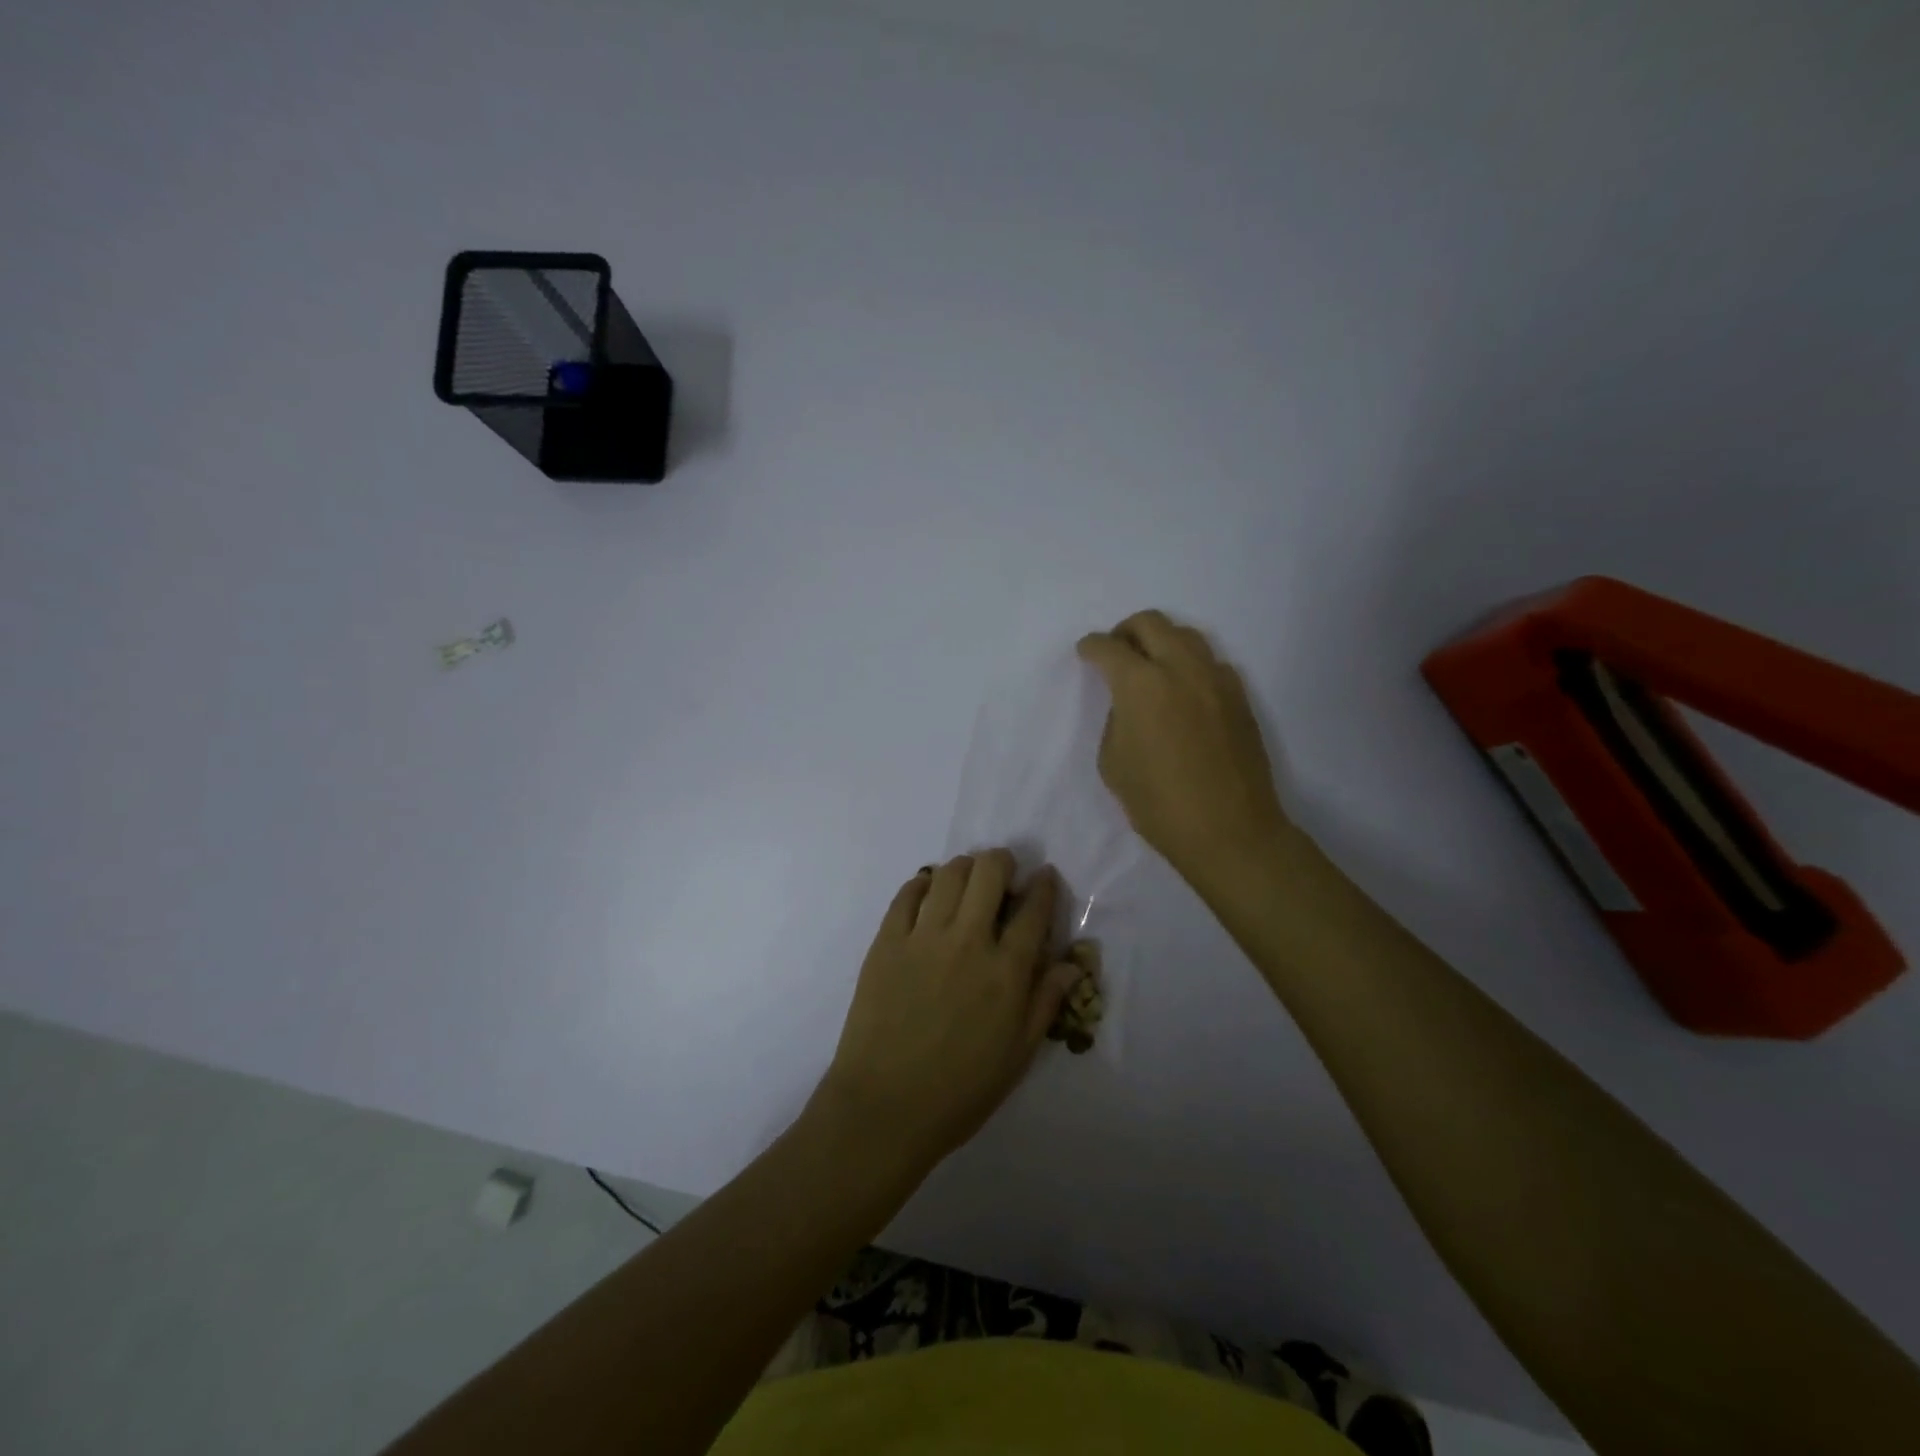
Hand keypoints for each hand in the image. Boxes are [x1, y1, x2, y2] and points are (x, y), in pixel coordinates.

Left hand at [815, 851, 1084, 1172]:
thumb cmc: (960, 1090)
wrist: (884, 1107)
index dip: (1044, 885)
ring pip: (949, 873)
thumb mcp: (1018, 1055)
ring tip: (968, 881)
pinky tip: (928, 892)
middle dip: (1003, 862)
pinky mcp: (887, 941)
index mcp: (1006, 971)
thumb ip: (1045, 1002)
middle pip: (990, 872)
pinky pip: (907, 893)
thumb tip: (1071, 964)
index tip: (1044, 876)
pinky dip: (923, 883)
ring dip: (965, 868)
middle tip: (1004, 874)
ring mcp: (923, 936)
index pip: (1034, 909)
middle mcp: (968, 941)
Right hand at [1077, 610, 1293, 886]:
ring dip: (1161, 641)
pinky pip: (1210, 662)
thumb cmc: (1158, 803)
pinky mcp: (1240, 696)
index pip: (1108, 647)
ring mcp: (1216, 679)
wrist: (1229, 830)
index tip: (1085, 652)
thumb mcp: (1113, 763)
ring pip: (1186, 635)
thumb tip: (1130, 704)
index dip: (1091, 647)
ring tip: (1151, 668)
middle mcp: (1181, 668)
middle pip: (1150, 622)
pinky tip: (1183, 692)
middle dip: (1125, 631)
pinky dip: (1189, 665)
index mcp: (1141, 684)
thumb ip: (1117, 720)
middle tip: (1116, 653)